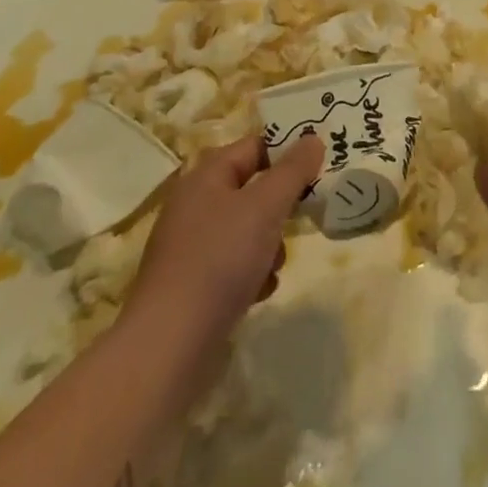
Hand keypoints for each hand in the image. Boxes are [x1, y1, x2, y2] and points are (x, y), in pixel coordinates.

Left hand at [120, 133, 322, 358]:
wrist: (169, 347)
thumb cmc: (220, 260)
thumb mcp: (266, 206)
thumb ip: (293, 170)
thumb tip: (313, 139)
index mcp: (206, 176)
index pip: (255, 146)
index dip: (287, 152)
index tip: (318, 167)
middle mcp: (194, 205)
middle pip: (252, 190)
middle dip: (280, 206)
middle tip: (303, 217)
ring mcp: (190, 247)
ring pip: (246, 230)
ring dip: (269, 244)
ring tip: (275, 265)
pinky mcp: (191, 285)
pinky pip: (233, 265)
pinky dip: (252, 273)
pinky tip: (260, 291)